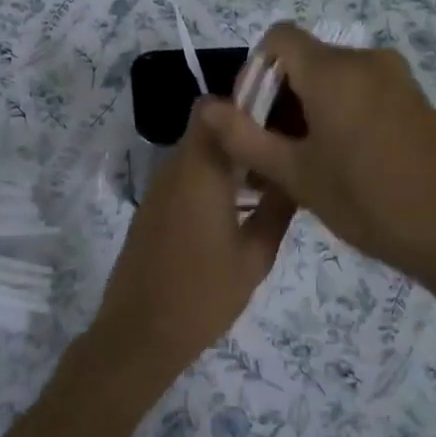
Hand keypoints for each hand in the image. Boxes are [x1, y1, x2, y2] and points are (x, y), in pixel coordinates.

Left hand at [86, 101, 294, 383]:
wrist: (140, 334)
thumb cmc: (204, 295)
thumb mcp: (255, 256)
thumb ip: (277, 210)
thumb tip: (295, 177)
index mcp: (201, 171)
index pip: (214, 108)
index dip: (246, 102)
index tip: (282, 115)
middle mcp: (176, 169)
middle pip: (209, 128)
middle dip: (245, 131)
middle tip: (285, 149)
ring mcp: (160, 189)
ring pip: (198, 153)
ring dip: (230, 157)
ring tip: (271, 179)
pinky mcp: (153, 209)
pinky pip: (186, 177)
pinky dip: (213, 178)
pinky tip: (241, 206)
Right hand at [199, 23, 435, 290]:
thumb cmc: (367, 203)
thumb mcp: (296, 175)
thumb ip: (244, 137)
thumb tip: (204, 106)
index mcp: (334, 70)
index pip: (276, 39)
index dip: (252, 73)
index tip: (250, 121)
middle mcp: (366, 60)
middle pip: (303, 58)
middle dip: (277, 98)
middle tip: (270, 152)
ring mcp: (395, 77)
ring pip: (330, 76)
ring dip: (305, 108)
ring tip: (302, 161)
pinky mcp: (412, 97)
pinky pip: (359, 89)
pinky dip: (336, 111)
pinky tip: (339, 158)